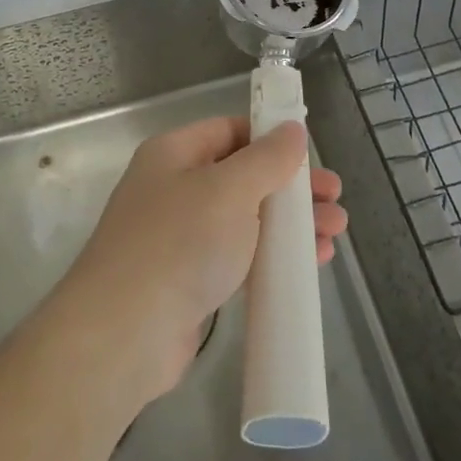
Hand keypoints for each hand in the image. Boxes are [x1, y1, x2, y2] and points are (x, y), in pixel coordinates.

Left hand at [45, 117, 346, 408]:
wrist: (126, 331)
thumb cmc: (179, 243)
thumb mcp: (229, 189)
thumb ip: (266, 158)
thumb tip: (291, 129)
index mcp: (173, 154)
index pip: (228, 130)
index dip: (270, 138)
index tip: (311, 155)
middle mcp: (173, 188)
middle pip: (241, 176)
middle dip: (290, 187)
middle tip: (335, 199)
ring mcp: (179, 236)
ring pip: (244, 218)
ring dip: (289, 223)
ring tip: (334, 232)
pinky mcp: (188, 279)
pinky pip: (238, 256)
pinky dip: (272, 255)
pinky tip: (308, 264)